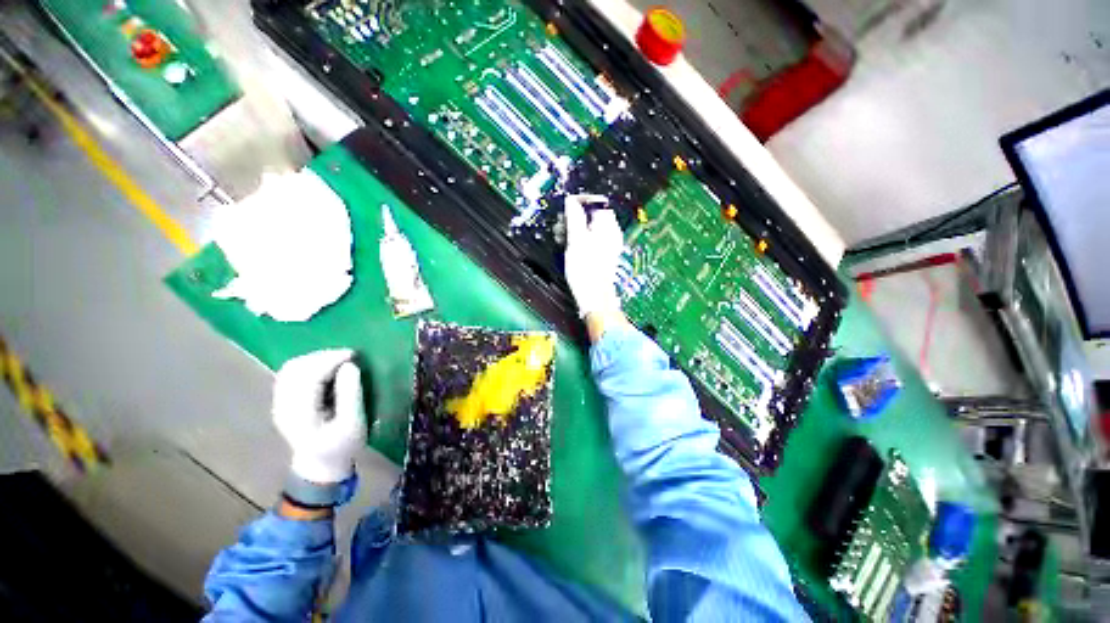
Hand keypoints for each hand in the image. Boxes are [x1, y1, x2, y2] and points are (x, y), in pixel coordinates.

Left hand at [272, 349, 365, 483]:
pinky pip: (291, 373)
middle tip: (348, 355)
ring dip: (315, 358)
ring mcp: (280, 402)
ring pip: (291, 368)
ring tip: (338, 359)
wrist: (321, 464)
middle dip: (323, 356)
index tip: (353, 354)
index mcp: (299, 415)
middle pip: (295, 369)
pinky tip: (325, 367)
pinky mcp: (283, 400)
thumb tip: (350, 366)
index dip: (330, 360)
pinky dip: (309, 364)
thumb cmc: (342, 445)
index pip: (308, 377)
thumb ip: (351, 395)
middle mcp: (283, 406)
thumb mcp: (354, 423)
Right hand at [564, 194, 623, 318]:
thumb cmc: (586, 270)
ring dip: (574, 229)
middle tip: (561, 225)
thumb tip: (571, 201)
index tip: (567, 206)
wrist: (593, 297)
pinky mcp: (601, 255)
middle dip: (575, 217)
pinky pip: (589, 240)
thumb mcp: (576, 240)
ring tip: (561, 237)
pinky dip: (578, 239)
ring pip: (589, 228)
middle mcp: (610, 234)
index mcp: (608, 227)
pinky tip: (568, 246)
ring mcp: (607, 245)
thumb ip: (574, 217)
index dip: (581, 201)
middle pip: (593, 215)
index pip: (598, 202)